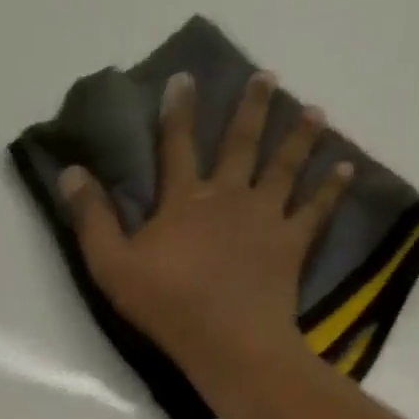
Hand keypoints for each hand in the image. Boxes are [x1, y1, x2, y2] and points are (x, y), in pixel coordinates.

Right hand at [60, 70, 351, 375]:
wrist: (227, 340)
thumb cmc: (167, 305)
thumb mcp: (112, 266)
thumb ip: (92, 219)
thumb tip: (71, 172)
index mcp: (183, 200)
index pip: (177, 145)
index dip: (178, 112)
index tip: (185, 78)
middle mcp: (227, 196)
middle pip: (241, 144)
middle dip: (252, 108)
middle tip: (267, 77)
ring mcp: (265, 217)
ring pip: (284, 167)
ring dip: (299, 137)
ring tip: (314, 111)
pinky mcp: (291, 244)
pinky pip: (316, 210)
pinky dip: (331, 189)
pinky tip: (346, 168)